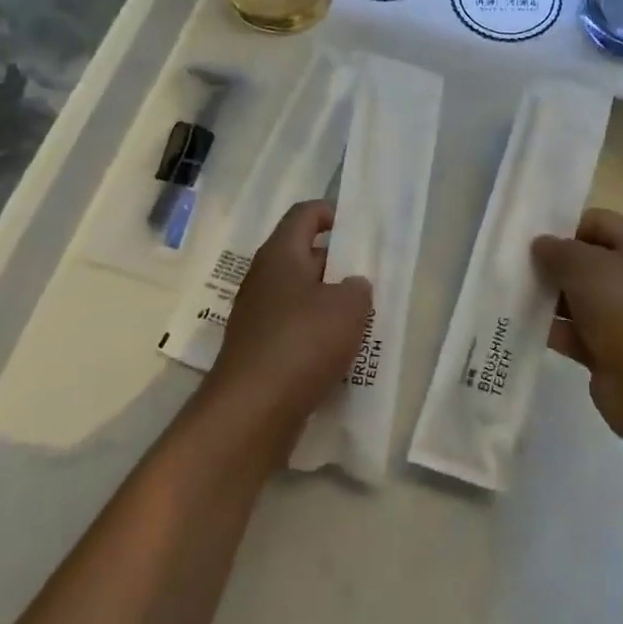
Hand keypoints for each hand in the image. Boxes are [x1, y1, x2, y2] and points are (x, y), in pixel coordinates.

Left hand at [204, 200, 371, 439]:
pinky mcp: (259, 351)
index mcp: (280, 254)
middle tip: (371, 277)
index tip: (359, 227)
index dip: (332, 212)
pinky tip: (341, 354)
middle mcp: (264, 278)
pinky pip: (294, 330)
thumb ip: (358, 288)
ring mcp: (257, 316)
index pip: (305, 214)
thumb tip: (352, 286)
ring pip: (300, 296)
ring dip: (329, 303)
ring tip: (363, 318)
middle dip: (338, 264)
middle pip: (304, 255)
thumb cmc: (302, 342)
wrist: (251, 411)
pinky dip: (317, 335)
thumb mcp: (348, 307)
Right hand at [532, 208, 622, 437]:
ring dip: (550, 297)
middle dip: (554, 263)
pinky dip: (553, 329)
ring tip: (513, 293)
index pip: (599, 222)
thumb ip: (558, 250)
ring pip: (580, 298)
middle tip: (518, 266)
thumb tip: (542, 245)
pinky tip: (522, 324)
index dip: (566, 226)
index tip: (534, 238)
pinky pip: (576, 332)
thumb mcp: (585, 265)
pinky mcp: (612, 352)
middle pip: (588, 261)